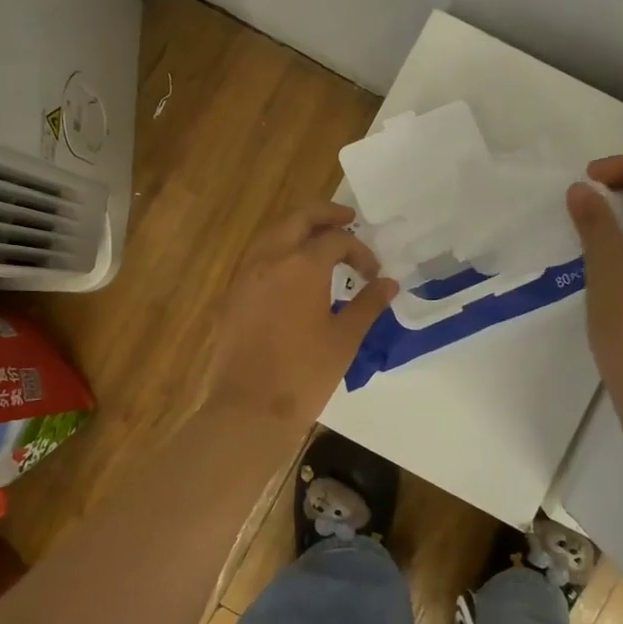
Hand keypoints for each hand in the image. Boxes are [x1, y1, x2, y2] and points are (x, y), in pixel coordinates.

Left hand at [202, 202, 398, 425]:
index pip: (336, 240)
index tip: (374, 274)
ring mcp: (246, 276)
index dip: (360, 251)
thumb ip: (368, 304)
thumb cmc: (304, 373)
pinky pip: (259, 258)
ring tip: (322, 242)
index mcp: (301, 265)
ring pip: (274, 234)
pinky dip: (280, 251)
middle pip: (298, 219)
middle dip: (325, 215)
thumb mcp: (345, 338)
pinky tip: (294, 273)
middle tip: (348, 219)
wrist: (249, 408)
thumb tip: (388, 283)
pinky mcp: (234, 295)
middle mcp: (270, 259)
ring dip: (299, 230)